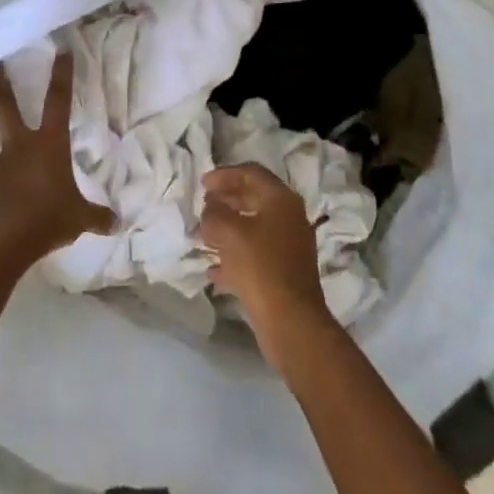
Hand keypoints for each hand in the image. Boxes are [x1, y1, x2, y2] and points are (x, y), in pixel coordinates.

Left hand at [0, 51, 113, 266]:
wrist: (6, 240)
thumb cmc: (49, 217)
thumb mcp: (80, 218)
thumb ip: (97, 216)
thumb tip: (117, 222)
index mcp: (49, 144)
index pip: (59, 101)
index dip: (62, 75)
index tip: (61, 50)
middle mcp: (19, 146)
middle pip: (5, 106)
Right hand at [199, 163, 335, 372]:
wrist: (291, 321)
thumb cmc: (260, 267)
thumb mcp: (229, 232)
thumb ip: (215, 213)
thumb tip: (211, 208)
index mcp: (281, 200)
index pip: (251, 173)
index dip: (224, 174)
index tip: (202, 184)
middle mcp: (289, 218)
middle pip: (254, 198)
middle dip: (226, 200)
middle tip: (203, 206)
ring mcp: (289, 246)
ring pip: (253, 227)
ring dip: (228, 228)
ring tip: (203, 235)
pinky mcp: (283, 272)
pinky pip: (255, 254)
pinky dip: (234, 255)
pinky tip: (213, 269)